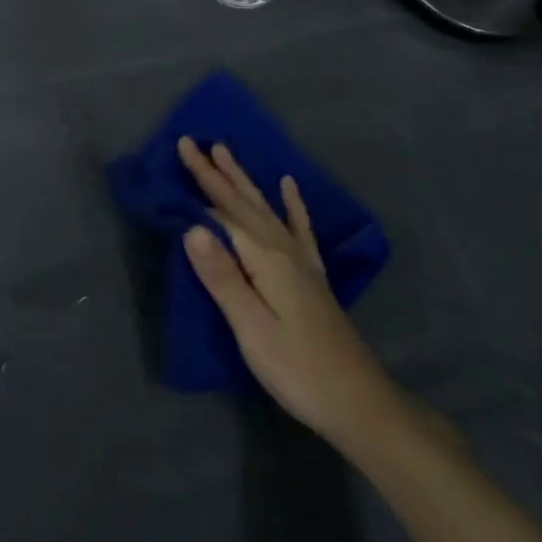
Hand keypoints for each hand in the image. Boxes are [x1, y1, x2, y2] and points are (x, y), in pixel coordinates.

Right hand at [178, 139, 400, 447]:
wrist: (359, 401)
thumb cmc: (297, 369)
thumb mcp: (252, 328)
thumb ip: (222, 277)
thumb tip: (192, 226)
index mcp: (265, 258)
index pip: (224, 210)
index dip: (202, 179)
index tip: (182, 146)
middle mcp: (283, 249)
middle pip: (243, 202)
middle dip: (217, 171)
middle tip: (195, 141)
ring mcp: (301, 261)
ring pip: (266, 207)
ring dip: (244, 180)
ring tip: (227, 152)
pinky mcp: (311, 276)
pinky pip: (299, 228)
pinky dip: (292, 204)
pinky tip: (289, 185)